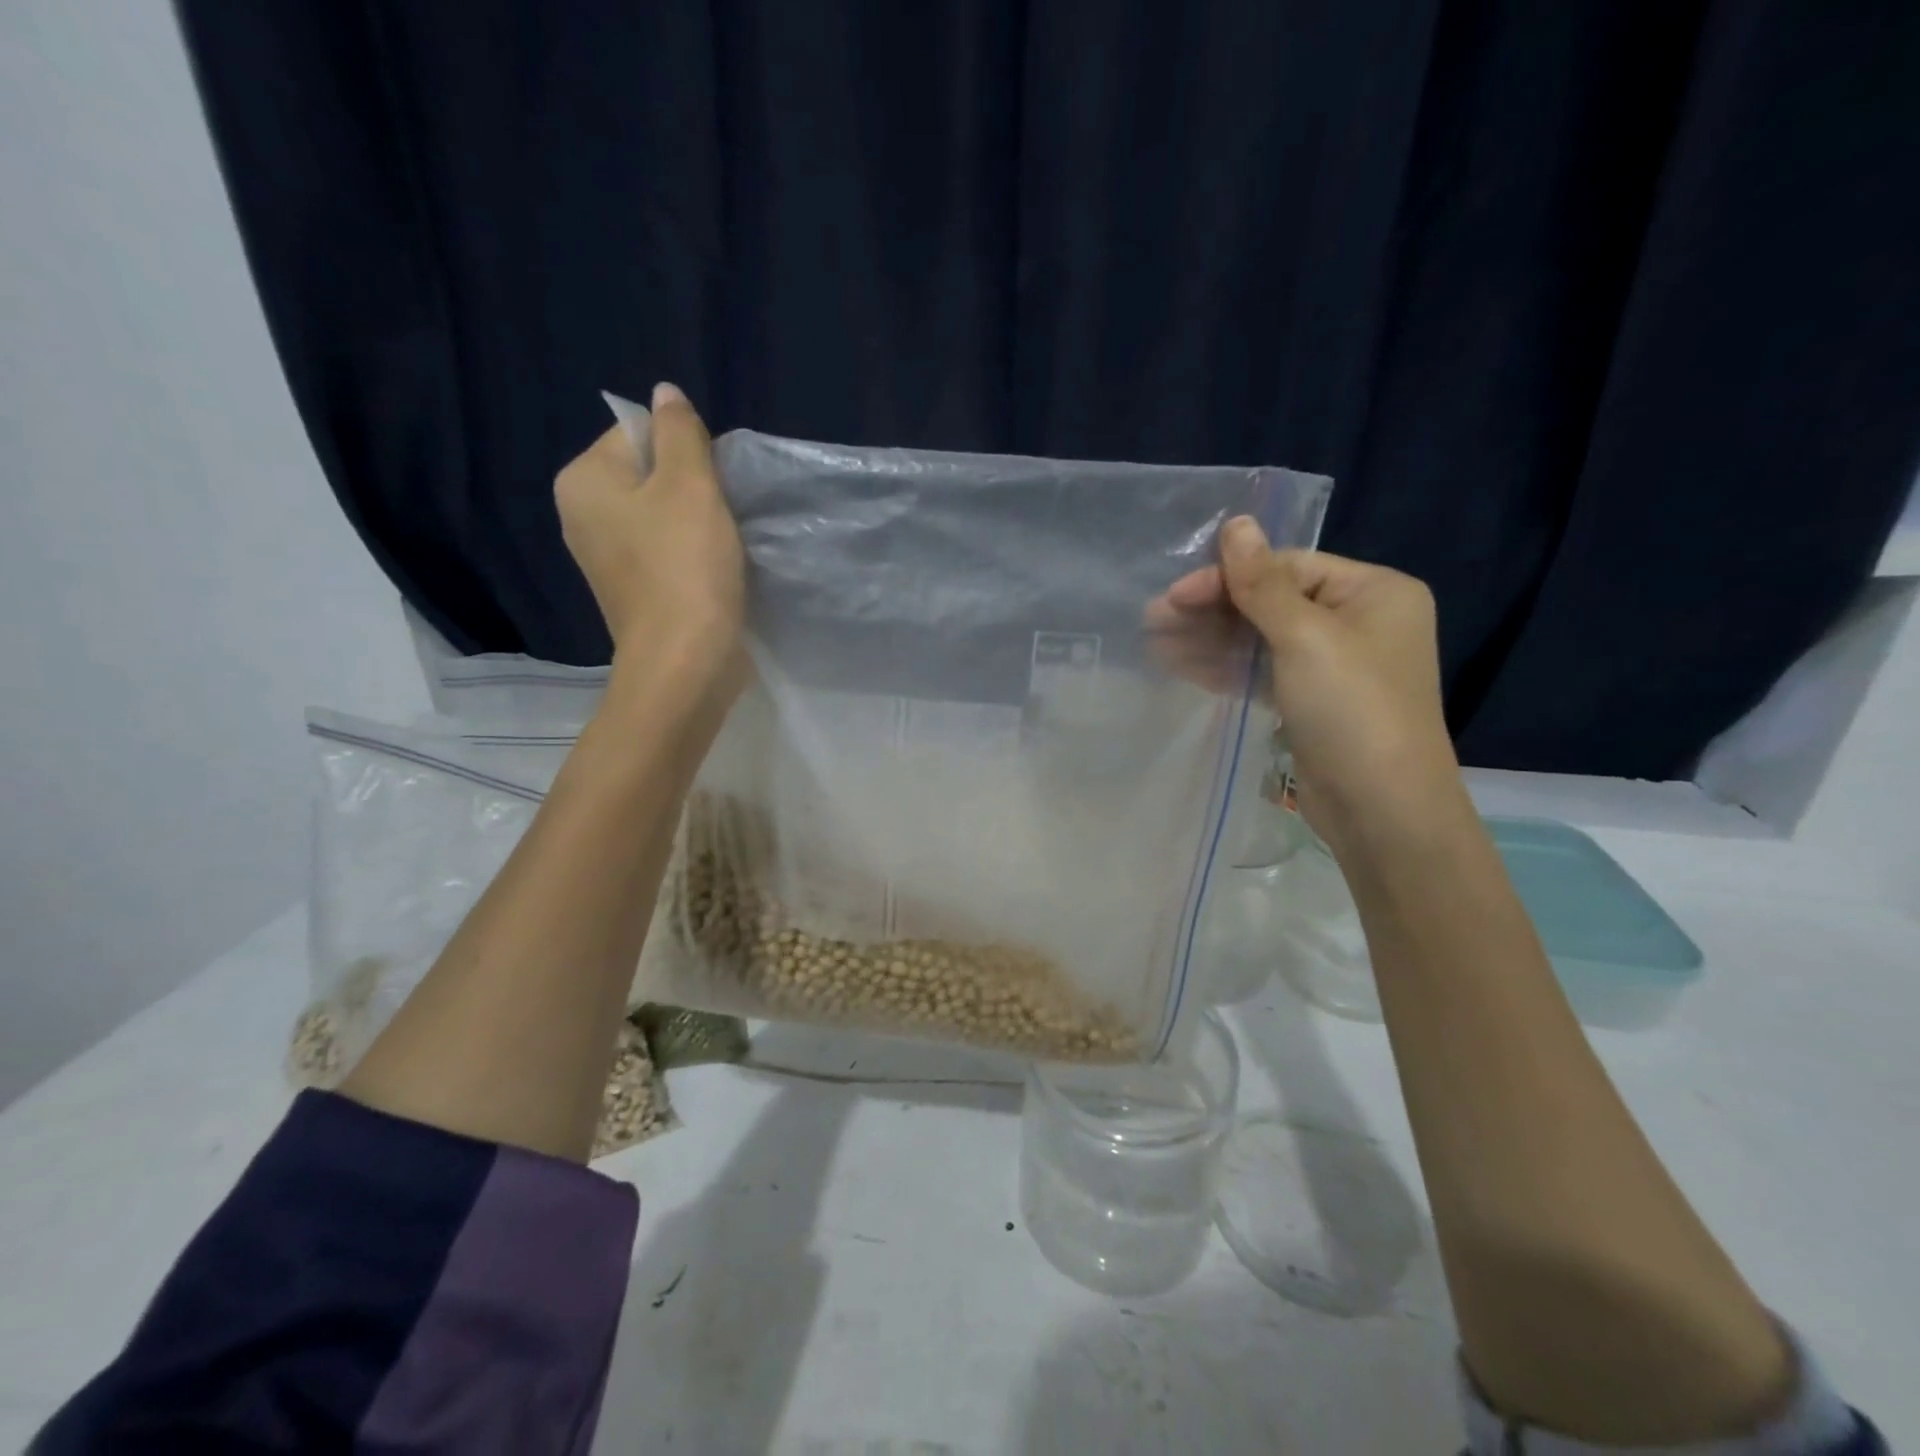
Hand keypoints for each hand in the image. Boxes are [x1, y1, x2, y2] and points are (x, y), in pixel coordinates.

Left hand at [555, 382, 746, 702]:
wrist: (684, 662)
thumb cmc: (685, 567)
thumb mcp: (690, 485)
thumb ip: (680, 432)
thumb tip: (665, 393)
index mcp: (583, 480)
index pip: (637, 433)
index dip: (685, 450)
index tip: (712, 486)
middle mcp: (581, 515)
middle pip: (649, 475)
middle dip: (691, 488)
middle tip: (721, 516)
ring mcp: (605, 558)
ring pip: (660, 516)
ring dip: (696, 523)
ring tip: (722, 546)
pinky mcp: (632, 591)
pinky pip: (664, 553)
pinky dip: (690, 555)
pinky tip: (713, 572)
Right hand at [1149, 516, 1463, 853]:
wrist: (1381, 809)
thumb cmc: (1352, 709)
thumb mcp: (1305, 636)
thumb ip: (1263, 582)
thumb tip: (1236, 522)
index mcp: (1373, 591)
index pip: (1287, 567)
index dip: (1227, 577)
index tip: (1174, 595)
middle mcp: (1357, 621)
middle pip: (1271, 601)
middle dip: (1212, 610)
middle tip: (1152, 619)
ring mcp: (1334, 665)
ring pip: (1261, 639)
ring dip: (1209, 640)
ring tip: (1154, 644)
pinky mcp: (1311, 702)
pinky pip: (1262, 671)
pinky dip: (1225, 668)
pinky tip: (1181, 666)